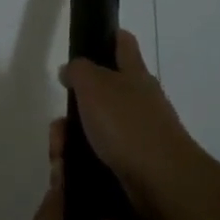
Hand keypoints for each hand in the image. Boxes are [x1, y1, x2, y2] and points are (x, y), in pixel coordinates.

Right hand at [59, 30, 202, 219]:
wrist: (162, 183)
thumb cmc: (127, 124)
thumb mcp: (94, 85)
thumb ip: (79, 71)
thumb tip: (71, 70)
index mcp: (134, 74)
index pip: (123, 43)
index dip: (107, 37)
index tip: (86, 42)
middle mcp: (141, 101)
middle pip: (103, 92)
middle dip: (76, 106)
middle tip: (57, 125)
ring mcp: (141, 135)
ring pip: (98, 129)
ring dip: (74, 139)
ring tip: (59, 153)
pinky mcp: (137, 166)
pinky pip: (102, 158)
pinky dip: (84, 162)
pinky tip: (70, 171)